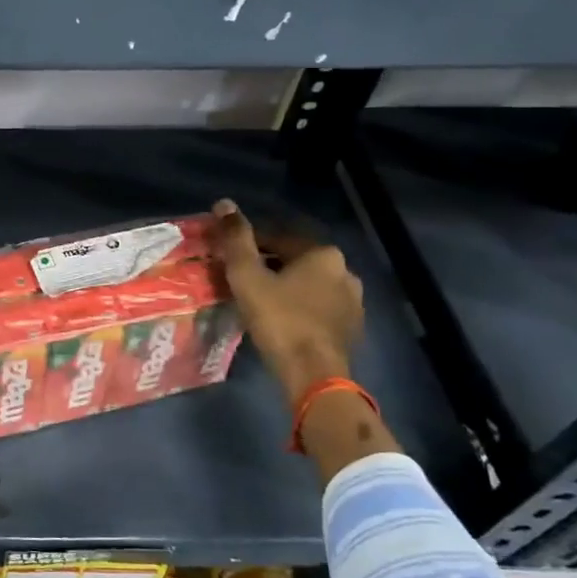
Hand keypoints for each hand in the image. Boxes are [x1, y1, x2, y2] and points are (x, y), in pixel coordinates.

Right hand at [212, 199, 363, 402]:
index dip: (249, 246)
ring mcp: (353, 301)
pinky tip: (282, 321)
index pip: (278, 238)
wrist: (313, 373)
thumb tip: (223, 204)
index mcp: (322, 253)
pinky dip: (301, 308)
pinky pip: (320, 307)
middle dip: (269, 266)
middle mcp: (344, 271)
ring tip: (260, 302)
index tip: (227, 259)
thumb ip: (236, 240)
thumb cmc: (278, 319)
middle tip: (240, 281)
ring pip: (309, 285)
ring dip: (286, 288)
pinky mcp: (352, 327)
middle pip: (296, 261)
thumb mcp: (247, 277)